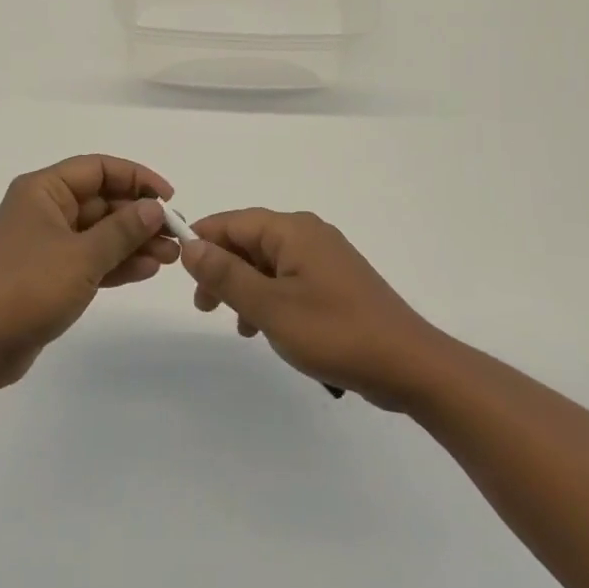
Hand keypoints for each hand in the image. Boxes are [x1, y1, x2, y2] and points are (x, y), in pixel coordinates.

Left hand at [0, 155, 178, 388]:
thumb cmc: (27, 288)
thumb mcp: (82, 256)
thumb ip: (122, 230)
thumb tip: (154, 208)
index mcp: (44, 190)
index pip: (98, 169)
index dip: (137, 178)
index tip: (169, 199)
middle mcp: (44, 209)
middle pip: (102, 201)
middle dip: (139, 217)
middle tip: (176, 236)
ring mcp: (47, 243)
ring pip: (99, 233)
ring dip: (133, 242)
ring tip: (170, 258)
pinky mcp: (49, 274)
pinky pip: (90, 259)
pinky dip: (116, 263)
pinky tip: (146, 271)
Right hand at [182, 209, 440, 409]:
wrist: (410, 365)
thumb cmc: (334, 332)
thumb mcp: (270, 306)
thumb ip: (226, 275)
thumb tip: (190, 245)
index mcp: (292, 230)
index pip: (232, 222)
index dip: (202, 241)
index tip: (178, 270)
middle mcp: (308, 234)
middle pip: (249, 240)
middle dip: (222, 269)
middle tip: (204, 306)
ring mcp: (325, 258)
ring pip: (267, 263)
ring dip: (244, 287)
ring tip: (235, 325)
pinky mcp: (335, 282)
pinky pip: (289, 279)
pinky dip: (269, 298)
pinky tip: (265, 329)